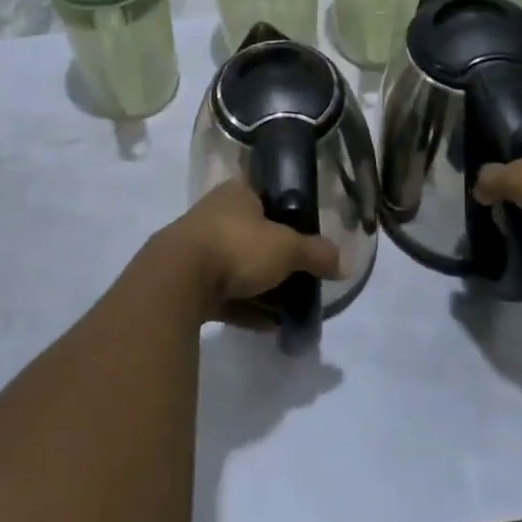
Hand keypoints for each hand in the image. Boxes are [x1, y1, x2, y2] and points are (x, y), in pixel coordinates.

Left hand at [163, 179, 343, 323]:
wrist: (177, 280)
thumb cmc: (237, 246)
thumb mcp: (287, 248)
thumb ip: (316, 254)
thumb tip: (344, 262)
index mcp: (235, 193)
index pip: (264, 196)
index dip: (285, 214)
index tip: (303, 238)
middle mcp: (214, 214)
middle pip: (251, 234)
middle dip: (273, 256)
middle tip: (299, 276)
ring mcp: (196, 248)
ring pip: (236, 266)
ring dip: (259, 286)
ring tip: (287, 307)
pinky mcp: (186, 283)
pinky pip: (223, 295)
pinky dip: (244, 308)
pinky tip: (267, 327)